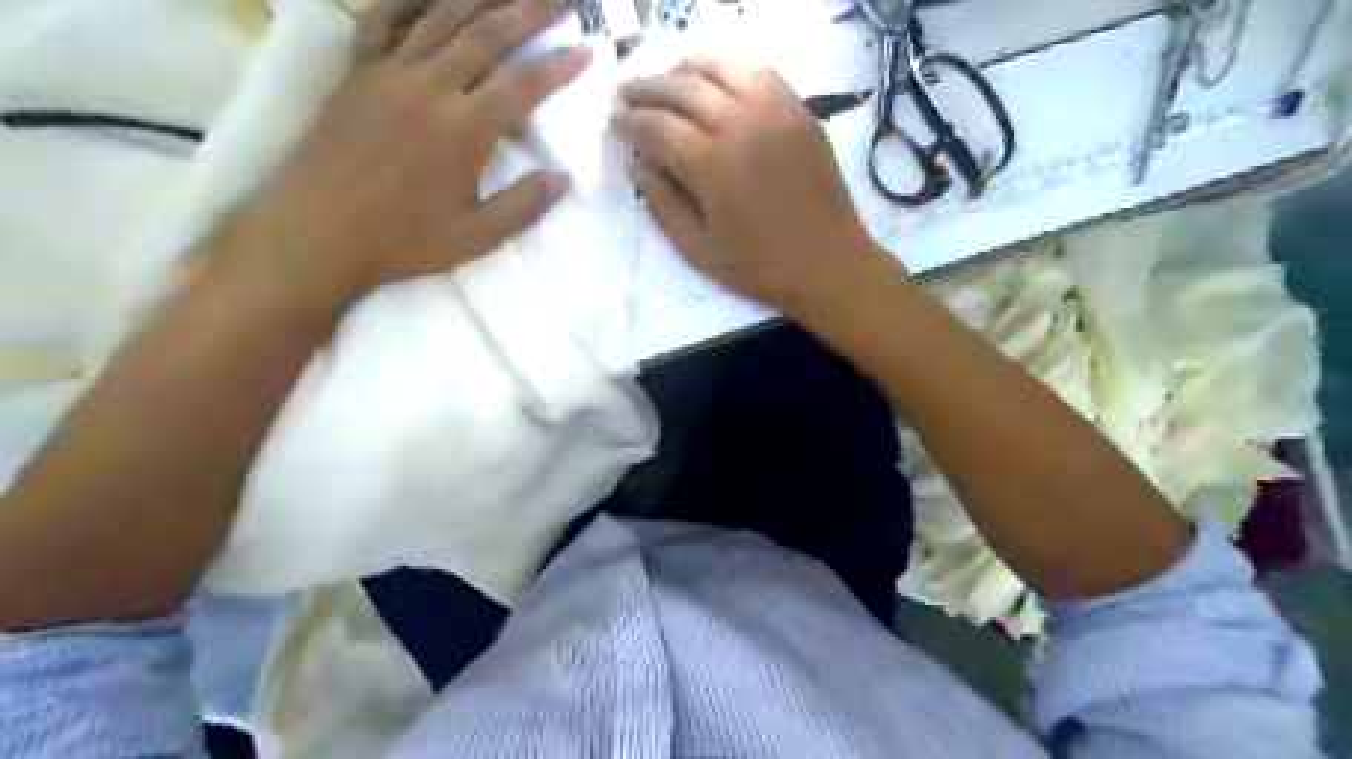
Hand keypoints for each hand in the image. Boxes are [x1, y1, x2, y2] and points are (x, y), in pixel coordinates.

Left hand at [217, 1, 586, 309]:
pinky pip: (384, 19)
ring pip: (441, 15)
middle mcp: (431, 86)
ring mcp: (390, 72)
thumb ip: (524, 205)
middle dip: (531, 9)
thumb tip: (562, 178)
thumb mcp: (477, 237)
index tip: (588, 50)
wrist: (317, 230)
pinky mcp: (357, 71)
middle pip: (489, 33)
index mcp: (466, 129)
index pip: (524, 84)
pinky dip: (409, 0)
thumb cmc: (404, 239)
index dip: (560, 65)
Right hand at [614, 57, 895, 318]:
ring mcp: (776, 112)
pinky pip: (760, 74)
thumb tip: (638, 166)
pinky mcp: (800, 113)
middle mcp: (741, 125)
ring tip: (668, 79)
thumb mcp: (698, 249)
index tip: (613, 121)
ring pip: (722, 68)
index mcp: (712, 165)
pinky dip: (730, 70)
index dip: (629, 121)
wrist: (828, 263)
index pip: (658, 126)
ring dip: (687, 69)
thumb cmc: (759, 265)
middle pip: (684, 88)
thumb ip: (663, 204)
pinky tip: (718, 83)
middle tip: (627, 92)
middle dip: (648, 87)